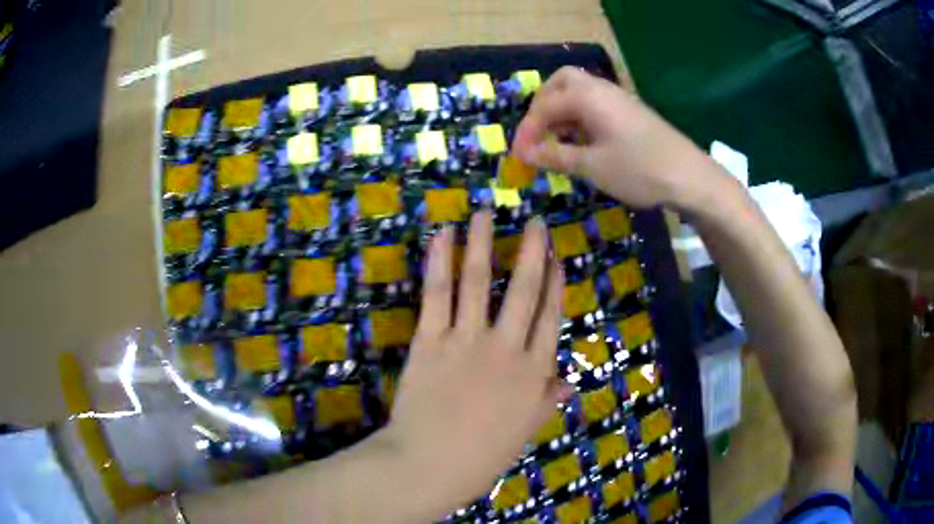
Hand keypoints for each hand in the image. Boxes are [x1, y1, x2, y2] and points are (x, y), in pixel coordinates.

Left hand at [383, 212, 569, 517]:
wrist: (430, 464)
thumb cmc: (480, 457)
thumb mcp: (523, 433)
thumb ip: (546, 402)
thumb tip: (569, 383)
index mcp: (534, 374)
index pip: (550, 318)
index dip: (556, 284)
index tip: (557, 257)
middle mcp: (507, 349)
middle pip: (525, 291)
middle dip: (532, 252)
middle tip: (534, 222)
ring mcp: (467, 341)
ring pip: (480, 282)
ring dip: (484, 243)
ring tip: (484, 213)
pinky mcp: (431, 340)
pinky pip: (437, 294)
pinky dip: (440, 262)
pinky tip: (443, 236)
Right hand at [512, 66, 727, 210]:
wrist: (690, 177)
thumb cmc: (639, 170)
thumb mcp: (592, 166)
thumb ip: (555, 156)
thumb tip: (524, 154)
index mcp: (587, 96)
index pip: (544, 105)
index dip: (527, 131)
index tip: (518, 157)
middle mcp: (601, 89)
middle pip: (561, 83)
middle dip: (542, 106)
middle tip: (537, 134)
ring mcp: (618, 99)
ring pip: (579, 93)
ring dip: (561, 112)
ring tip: (555, 141)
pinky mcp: (630, 113)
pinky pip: (595, 105)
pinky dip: (579, 119)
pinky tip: (581, 143)